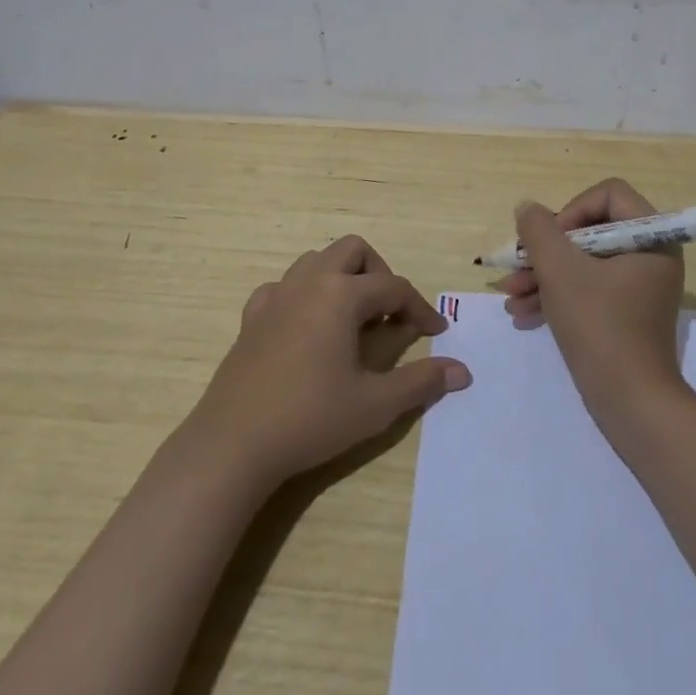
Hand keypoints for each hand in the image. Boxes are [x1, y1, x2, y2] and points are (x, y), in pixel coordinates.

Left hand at [188, 235, 472, 487]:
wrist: (233, 444)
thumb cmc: (310, 418)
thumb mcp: (375, 405)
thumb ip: (421, 382)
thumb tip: (462, 371)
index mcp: (341, 294)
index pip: (394, 287)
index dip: (420, 308)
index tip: (435, 333)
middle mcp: (309, 282)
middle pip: (354, 251)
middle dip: (379, 274)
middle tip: (389, 314)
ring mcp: (276, 295)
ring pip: (317, 260)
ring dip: (342, 278)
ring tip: (353, 319)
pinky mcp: (252, 316)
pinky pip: (284, 286)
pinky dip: (304, 295)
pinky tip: (307, 327)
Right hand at [497, 177, 686, 419]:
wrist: (630, 403)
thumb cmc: (599, 326)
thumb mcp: (560, 271)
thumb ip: (539, 230)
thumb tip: (528, 208)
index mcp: (651, 236)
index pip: (608, 194)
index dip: (571, 210)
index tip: (551, 241)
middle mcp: (650, 255)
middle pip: (590, 229)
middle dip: (547, 251)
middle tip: (517, 268)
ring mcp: (639, 286)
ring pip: (584, 262)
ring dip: (544, 275)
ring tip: (510, 296)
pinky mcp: (626, 313)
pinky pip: (589, 288)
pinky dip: (557, 296)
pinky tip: (522, 313)